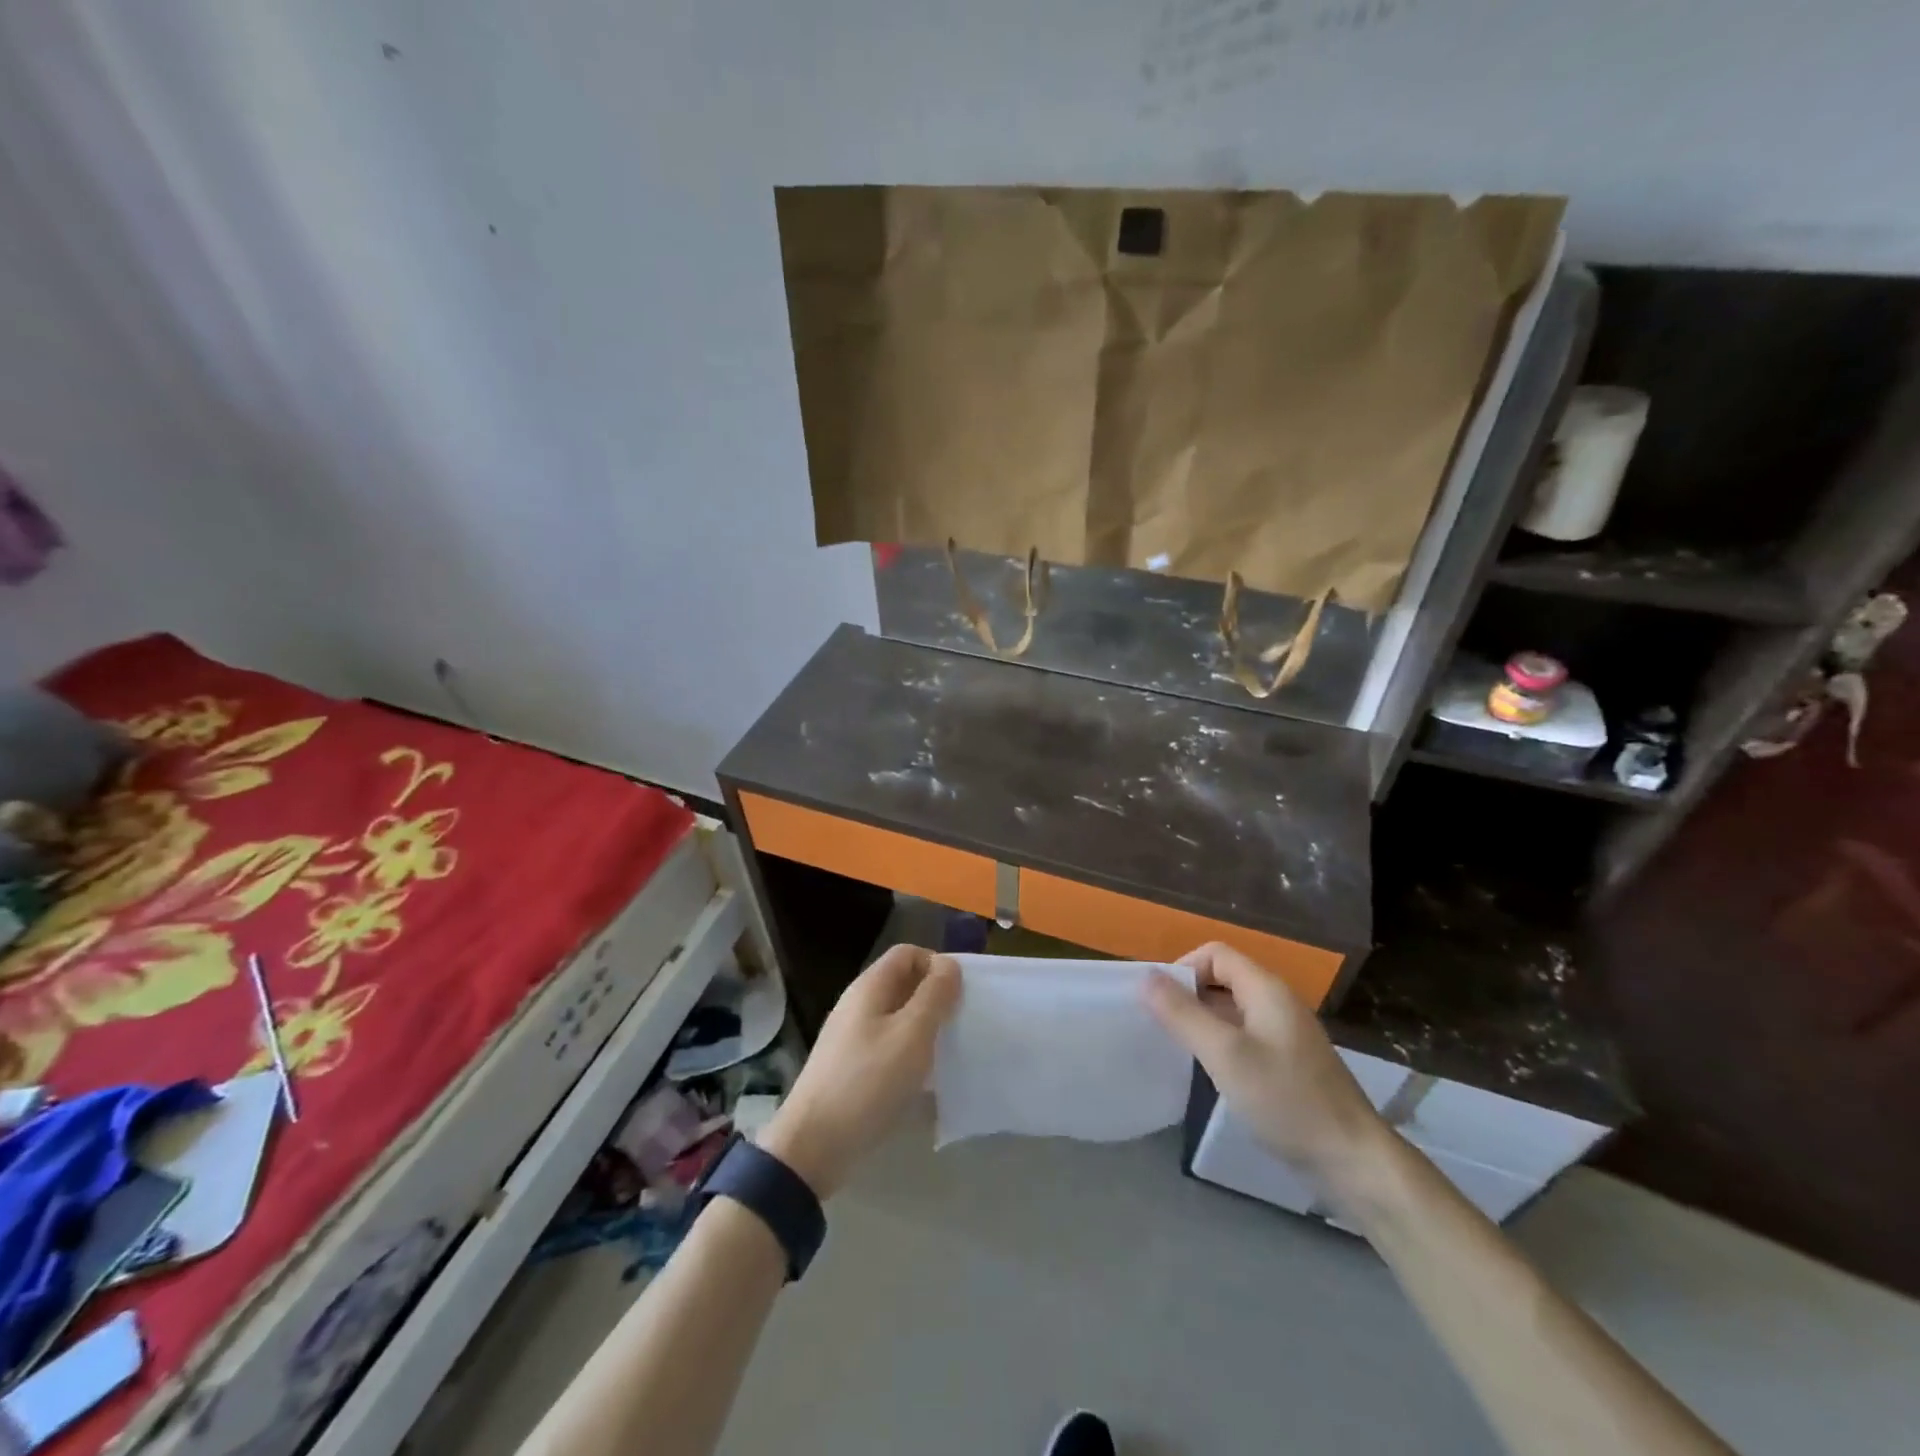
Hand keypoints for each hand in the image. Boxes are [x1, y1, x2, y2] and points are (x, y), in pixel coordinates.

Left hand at [757, 945, 959, 1197]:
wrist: (813, 1145)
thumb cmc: (868, 1082)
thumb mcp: (912, 1034)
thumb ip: (934, 995)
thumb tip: (949, 964)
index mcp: (869, 987)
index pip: (907, 953)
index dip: (936, 964)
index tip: (959, 995)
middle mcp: (857, 1004)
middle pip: (902, 984)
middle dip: (934, 998)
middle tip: (959, 1025)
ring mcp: (851, 1037)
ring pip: (896, 1017)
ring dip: (924, 1028)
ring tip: (947, 1053)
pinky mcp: (850, 1067)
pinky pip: (887, 1046)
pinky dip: (908, 1054)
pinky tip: (923, 1080)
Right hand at [1145, 942, 1389, 1193]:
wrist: (1353, 1161)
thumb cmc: (1286, 1100)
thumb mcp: (1225, 1054)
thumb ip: (1183, 1013)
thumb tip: (1145, 977)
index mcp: (1266, 989)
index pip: (1215, 954)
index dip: (1183, 968)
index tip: (1160, 1003)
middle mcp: (1277, 1002)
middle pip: (1223, 978)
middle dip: (1188, 994)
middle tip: (1162, 1027)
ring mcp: (1286, 1033)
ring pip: (1232, 1009)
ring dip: (1203, 1020)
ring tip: (1178, 1049)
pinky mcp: (1289, 1062)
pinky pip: (1245, 1035)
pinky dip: (1221, 1042)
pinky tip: (1210, 1071)